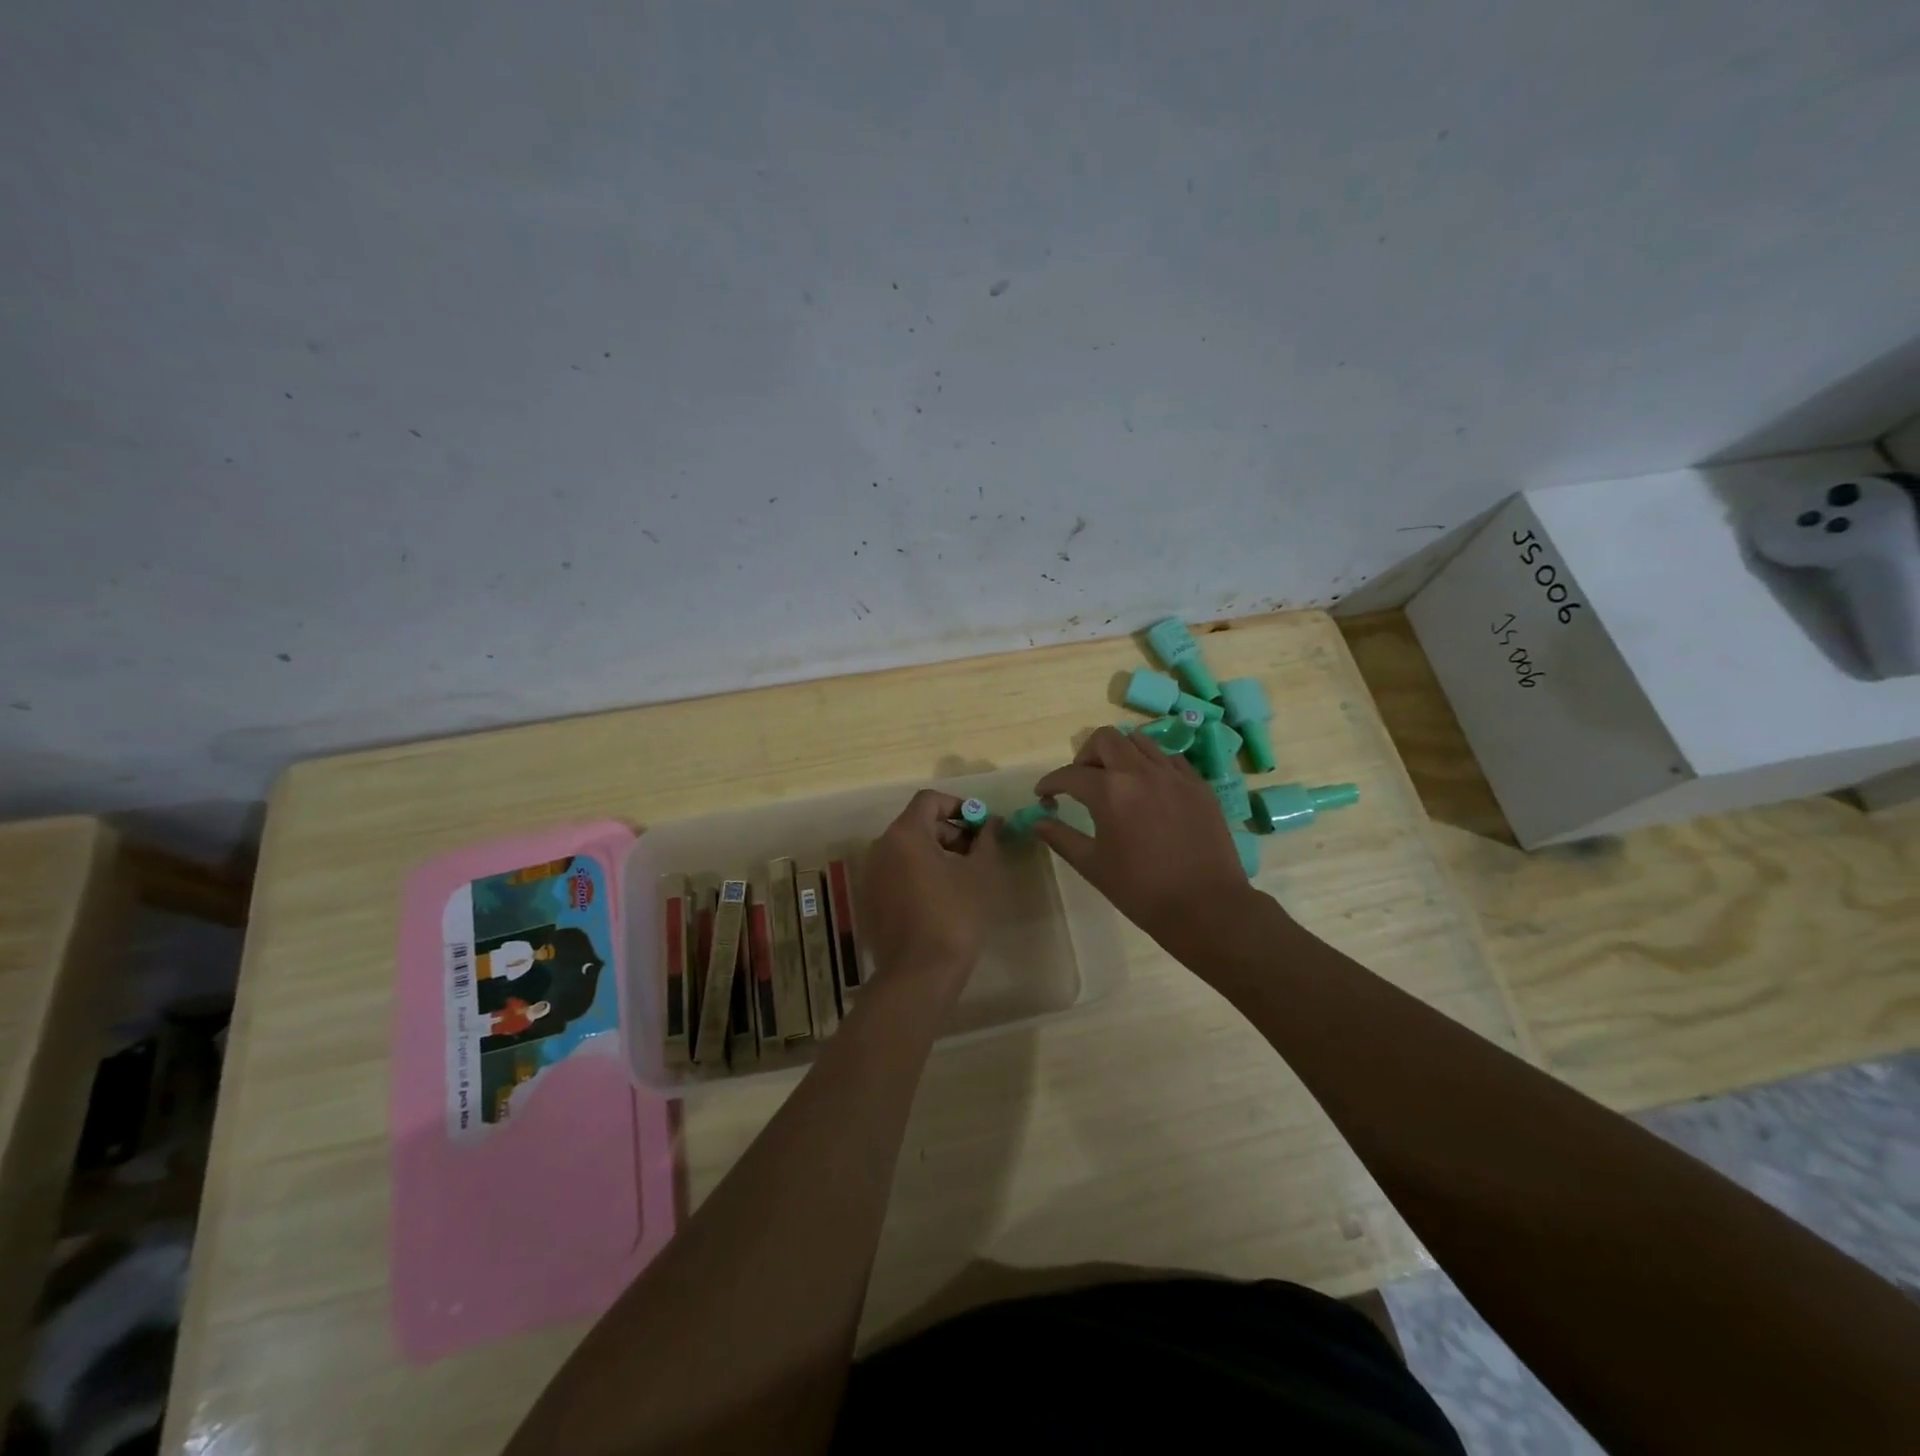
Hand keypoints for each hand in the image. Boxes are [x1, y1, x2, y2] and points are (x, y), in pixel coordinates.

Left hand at [861, 790, 1004, 988]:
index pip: (929, 800)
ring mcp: (871, 875)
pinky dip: (918, 874)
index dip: (958, 805)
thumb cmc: (955, 916)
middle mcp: (880, 848)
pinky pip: (896, 873)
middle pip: (917, 824)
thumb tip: (991, 822)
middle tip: (977, 854)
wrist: (919, 973)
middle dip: (950, 832)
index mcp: (904, 834)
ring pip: (906, 850)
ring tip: (963, 877)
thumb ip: (987, 839)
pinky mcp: (870, 900)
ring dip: (936, 854)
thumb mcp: (981, 874)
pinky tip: (941, 898)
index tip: (980, 825)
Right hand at [1033, 727, 1258, 956]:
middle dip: (1085, 755)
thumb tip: (1037, 822)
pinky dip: (1151, 764)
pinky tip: (1150, 789)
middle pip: (1105, 739)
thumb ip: (1061, 838)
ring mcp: (1174, 774)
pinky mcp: (1198, 784)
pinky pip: (1169, 758)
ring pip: (1139, 741)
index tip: (1043, 794)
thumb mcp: (1093, 865)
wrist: (1206, 906)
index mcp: (1110, 791)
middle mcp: (1141, 771)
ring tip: (1116, 781)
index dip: (1050, 782)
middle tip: (1081, 782)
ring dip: (1120, 754)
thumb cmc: (1142, 890)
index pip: (1070, 774)